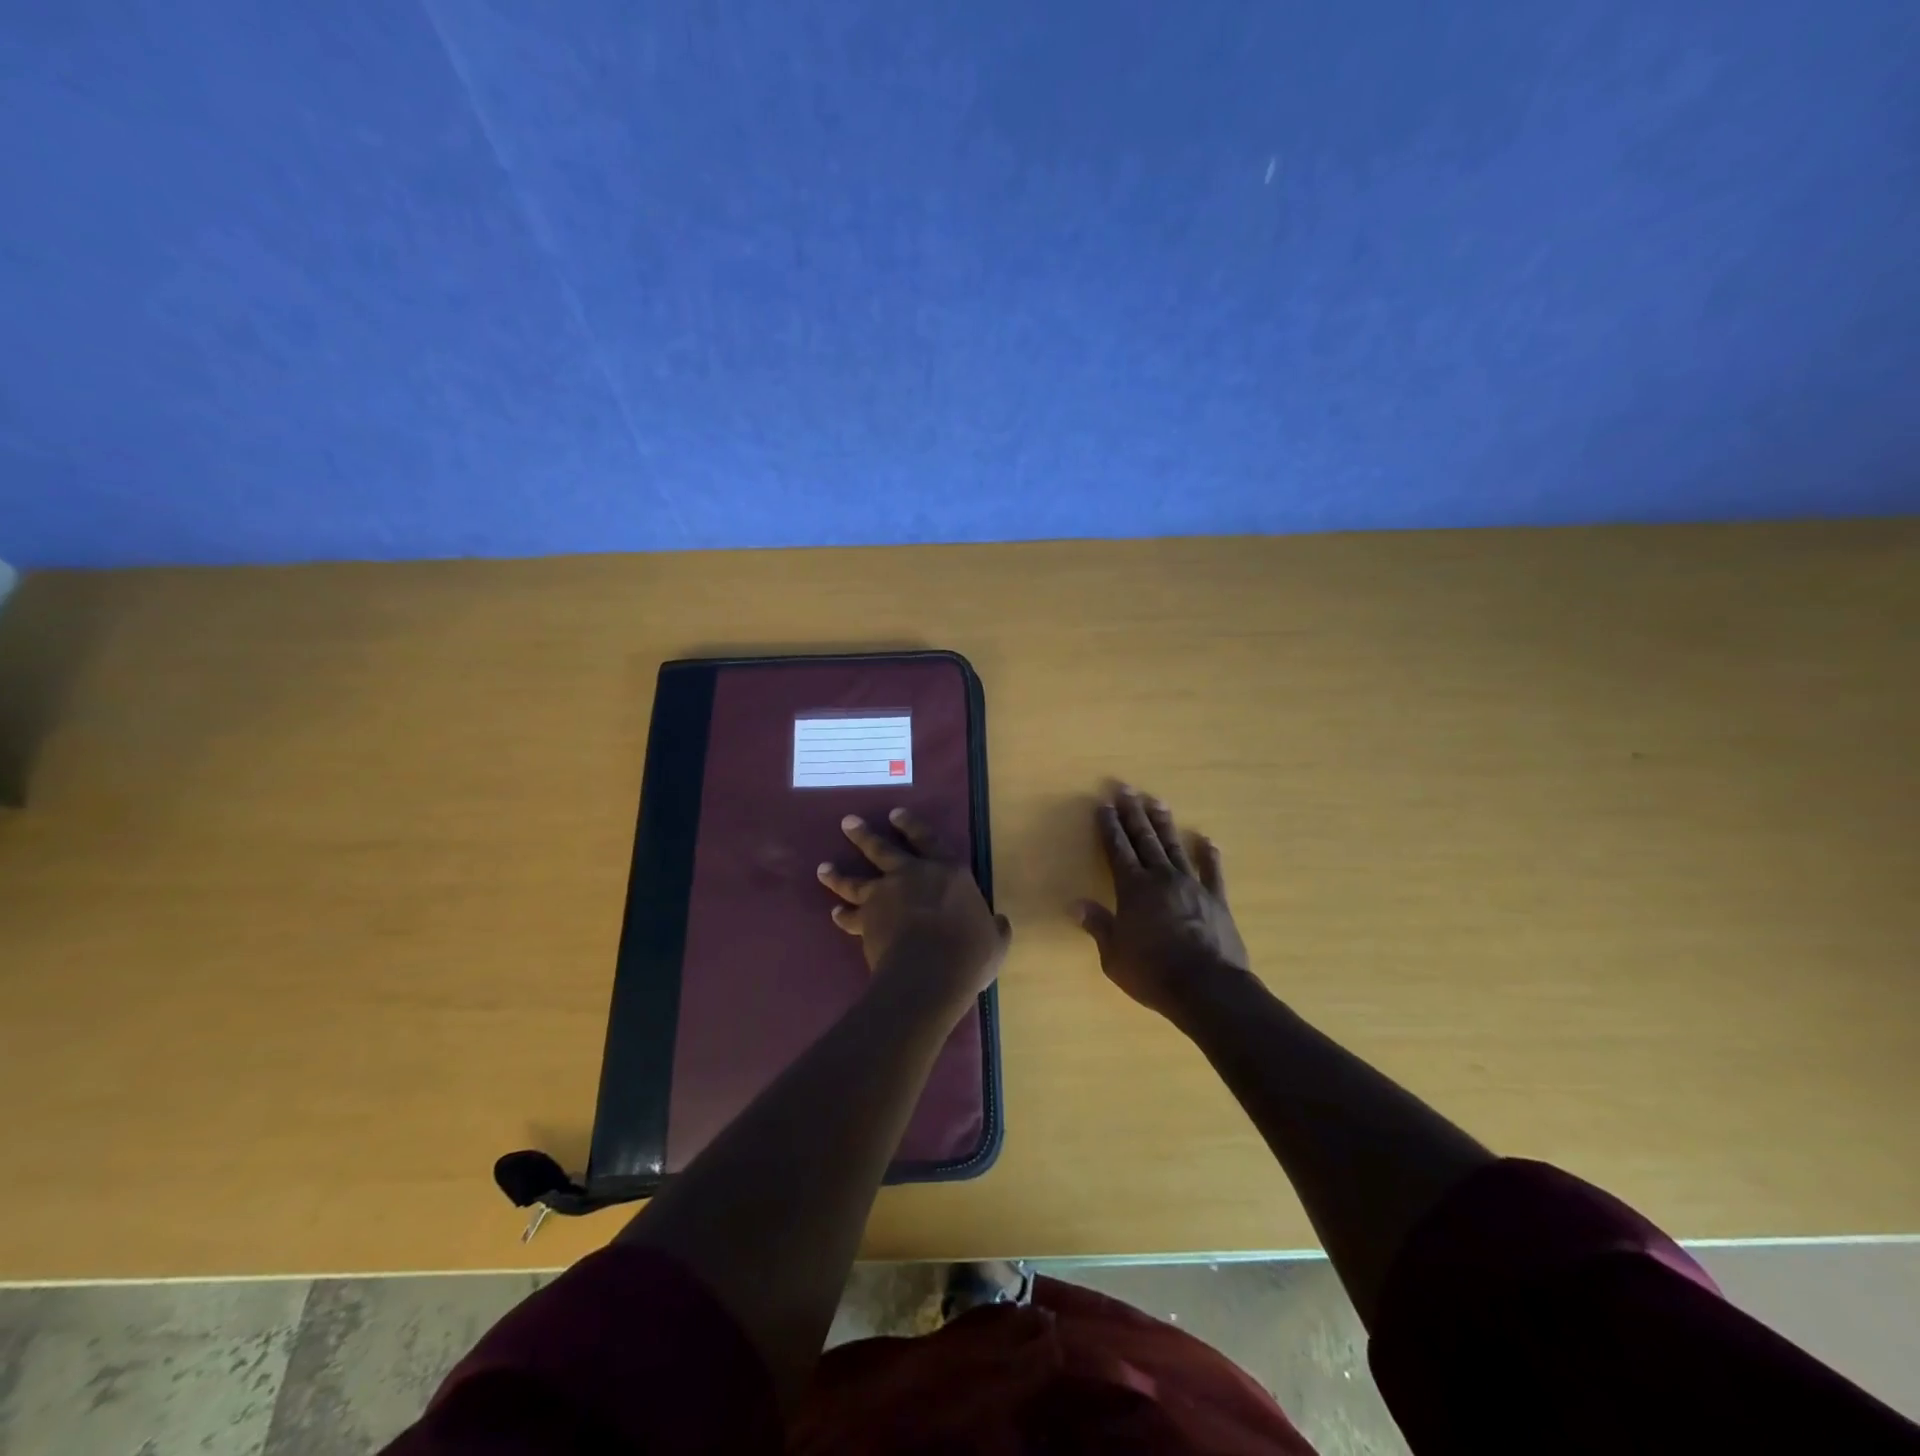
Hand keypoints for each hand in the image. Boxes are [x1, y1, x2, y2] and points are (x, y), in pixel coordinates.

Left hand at [818, 809, 1010, 1015]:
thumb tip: (999, 923)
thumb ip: (994, 928)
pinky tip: (835, 913)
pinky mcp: (866, 920)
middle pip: (882, 849)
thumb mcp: (994, 940)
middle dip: (864, 835)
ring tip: (824, 868)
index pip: (927, 839)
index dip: (911, 825)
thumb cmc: (968, 951)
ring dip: (838, 873)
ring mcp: (885, 896)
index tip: (894, 814)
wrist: (929, 972)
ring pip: (856, 879)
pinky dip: (842, 914)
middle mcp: (912, 875)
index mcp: (948, 872)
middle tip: (848, 822)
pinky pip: (850, 915)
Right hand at [1075, 786, 1249, 1020]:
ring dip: (1164, 824)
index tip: (1104, 805)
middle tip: (1126, 790)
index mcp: (1133, 888)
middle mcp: (1161, 878)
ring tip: (1157, 802)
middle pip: (1144, 839)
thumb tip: (1075, 904)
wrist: (1207, 987)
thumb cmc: (1152, 973)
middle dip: (1133, 814)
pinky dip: (1209, 855)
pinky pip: (1212, 872)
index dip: (1109, 826)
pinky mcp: (1216, 899)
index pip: (1117, 849)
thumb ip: (1098, 925)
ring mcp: (1191, 885)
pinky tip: (1206, 841)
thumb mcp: (1114, 955)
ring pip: (1174, 847)